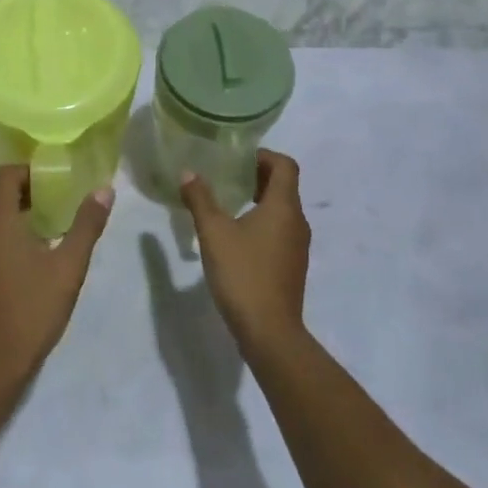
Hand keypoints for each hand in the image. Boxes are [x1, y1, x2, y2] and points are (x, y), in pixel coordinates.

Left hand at [0, 166, 112, 386]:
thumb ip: (86, 225)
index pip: (5, 174)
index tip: (57, 176)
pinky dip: (6, 225)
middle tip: (57, 191)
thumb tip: (104, 190)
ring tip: (50, 214)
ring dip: (14, 205)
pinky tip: (33, 243)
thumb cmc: (32, 309)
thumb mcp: (68, 267)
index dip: (30, 169)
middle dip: (24, 185)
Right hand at [178, 151, 310, 359]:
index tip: (237, 159)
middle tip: (227, 177)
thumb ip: (200, 199)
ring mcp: (298, 245)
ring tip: (228, 204)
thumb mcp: (214, 233)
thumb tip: (188, 173)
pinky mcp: (293, 265)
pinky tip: (237, 236)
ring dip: (260, 200)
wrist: (269, 331)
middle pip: (285, 185)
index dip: (263, 156)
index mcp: (284, 206)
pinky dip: (263, 222)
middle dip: (257, 176)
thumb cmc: (243, 273)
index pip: (285, 165)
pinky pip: (281, 230)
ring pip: (283, 210)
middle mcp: (297, 221)